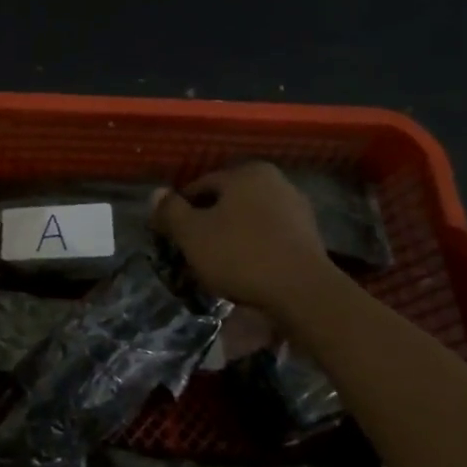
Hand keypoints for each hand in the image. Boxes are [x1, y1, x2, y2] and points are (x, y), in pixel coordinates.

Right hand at [151, 162, 336, 313]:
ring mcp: (297, 210)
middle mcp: (275, 182)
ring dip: (230, 239)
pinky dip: (254, 251)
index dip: (179, 213)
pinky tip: (245, 274)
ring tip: (216, 268)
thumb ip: (170, 210)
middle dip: (207, 225)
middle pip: (226, 203)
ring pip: (248, 222)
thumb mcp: (191, 233)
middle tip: (192, 254)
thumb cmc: (241, 255)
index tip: (171, 238)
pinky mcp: (310, 239)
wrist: (304, 294)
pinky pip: (269, 239)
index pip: (199, 187)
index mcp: (246, 172)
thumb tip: (156, 193)